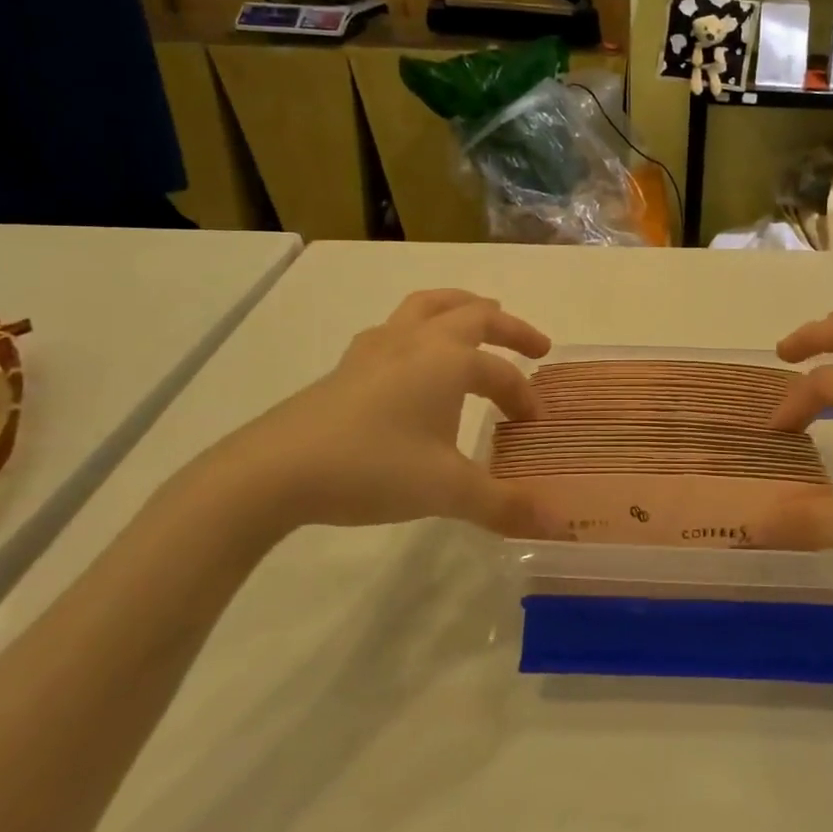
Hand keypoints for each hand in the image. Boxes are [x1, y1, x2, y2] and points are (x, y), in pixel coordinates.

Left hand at [187, 290, 553, 543]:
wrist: (275, 470)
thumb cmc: (373, 468)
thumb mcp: (447, 491)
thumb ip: (504, 505)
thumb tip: (556, 525)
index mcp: (448, 360)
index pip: (501, 373)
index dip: (523, 397)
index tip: (533, 426)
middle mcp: (417, 341)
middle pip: (473, 314)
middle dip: (510, 328)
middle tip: (535, 347)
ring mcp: (377, 348)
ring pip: (428, 306)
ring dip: (461, 307)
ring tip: (479, 318)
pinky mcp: (347, 365)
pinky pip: (395, 328)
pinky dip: (419, 329)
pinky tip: (412, 359)